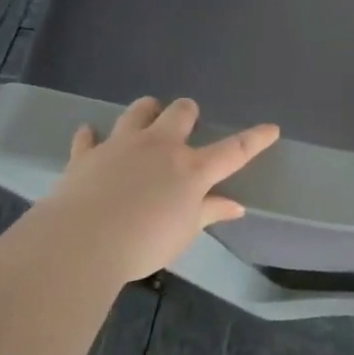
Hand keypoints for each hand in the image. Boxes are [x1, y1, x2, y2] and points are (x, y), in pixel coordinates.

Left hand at [22, 96, 279, 289]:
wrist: (81, 242)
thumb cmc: (144, 242)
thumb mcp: (185, 232)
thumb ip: (209, 213)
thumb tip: (235, 206)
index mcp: (191, 169)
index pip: (233, 151)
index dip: (255, 139)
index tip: (272, 128)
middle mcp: (159, 147)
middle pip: (179, 114)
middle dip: (187, 112)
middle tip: (187, 118)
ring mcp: (121, 146)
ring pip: (138, 112)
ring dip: (146, 111)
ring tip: (147, 114)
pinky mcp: (86, 155)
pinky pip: (88, 138)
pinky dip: (90, 136)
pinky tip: (89, 135)